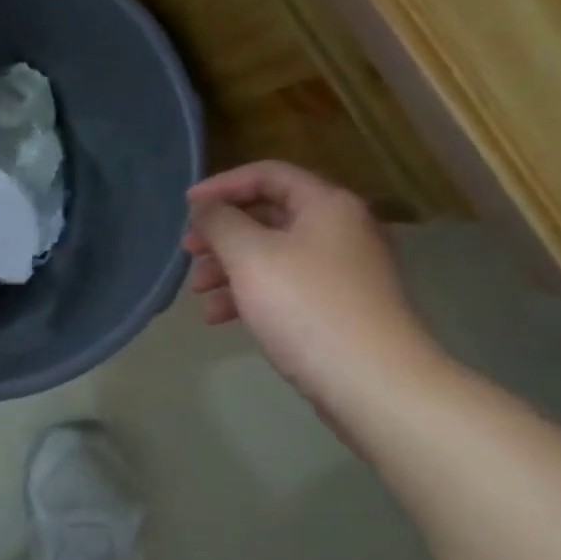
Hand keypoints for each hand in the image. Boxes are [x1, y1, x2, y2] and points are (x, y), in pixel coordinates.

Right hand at [183, 161, 442, 416]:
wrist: (375, 384)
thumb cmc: (307, 306)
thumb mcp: (250, 255)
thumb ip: (220, 221)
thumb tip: (205, 207)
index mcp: (326, 206)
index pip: (267, 175)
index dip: (222, 185)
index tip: (186, 207)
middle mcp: (339, 230)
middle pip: (267, 216)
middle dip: (221, 233)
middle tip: (188, 251)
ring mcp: (341, 272)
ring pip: (271, 254)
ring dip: (228, 267)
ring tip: (197, 291)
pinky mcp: (337, 308)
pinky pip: (283, 287)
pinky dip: (249, 294)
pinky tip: (219, 317)